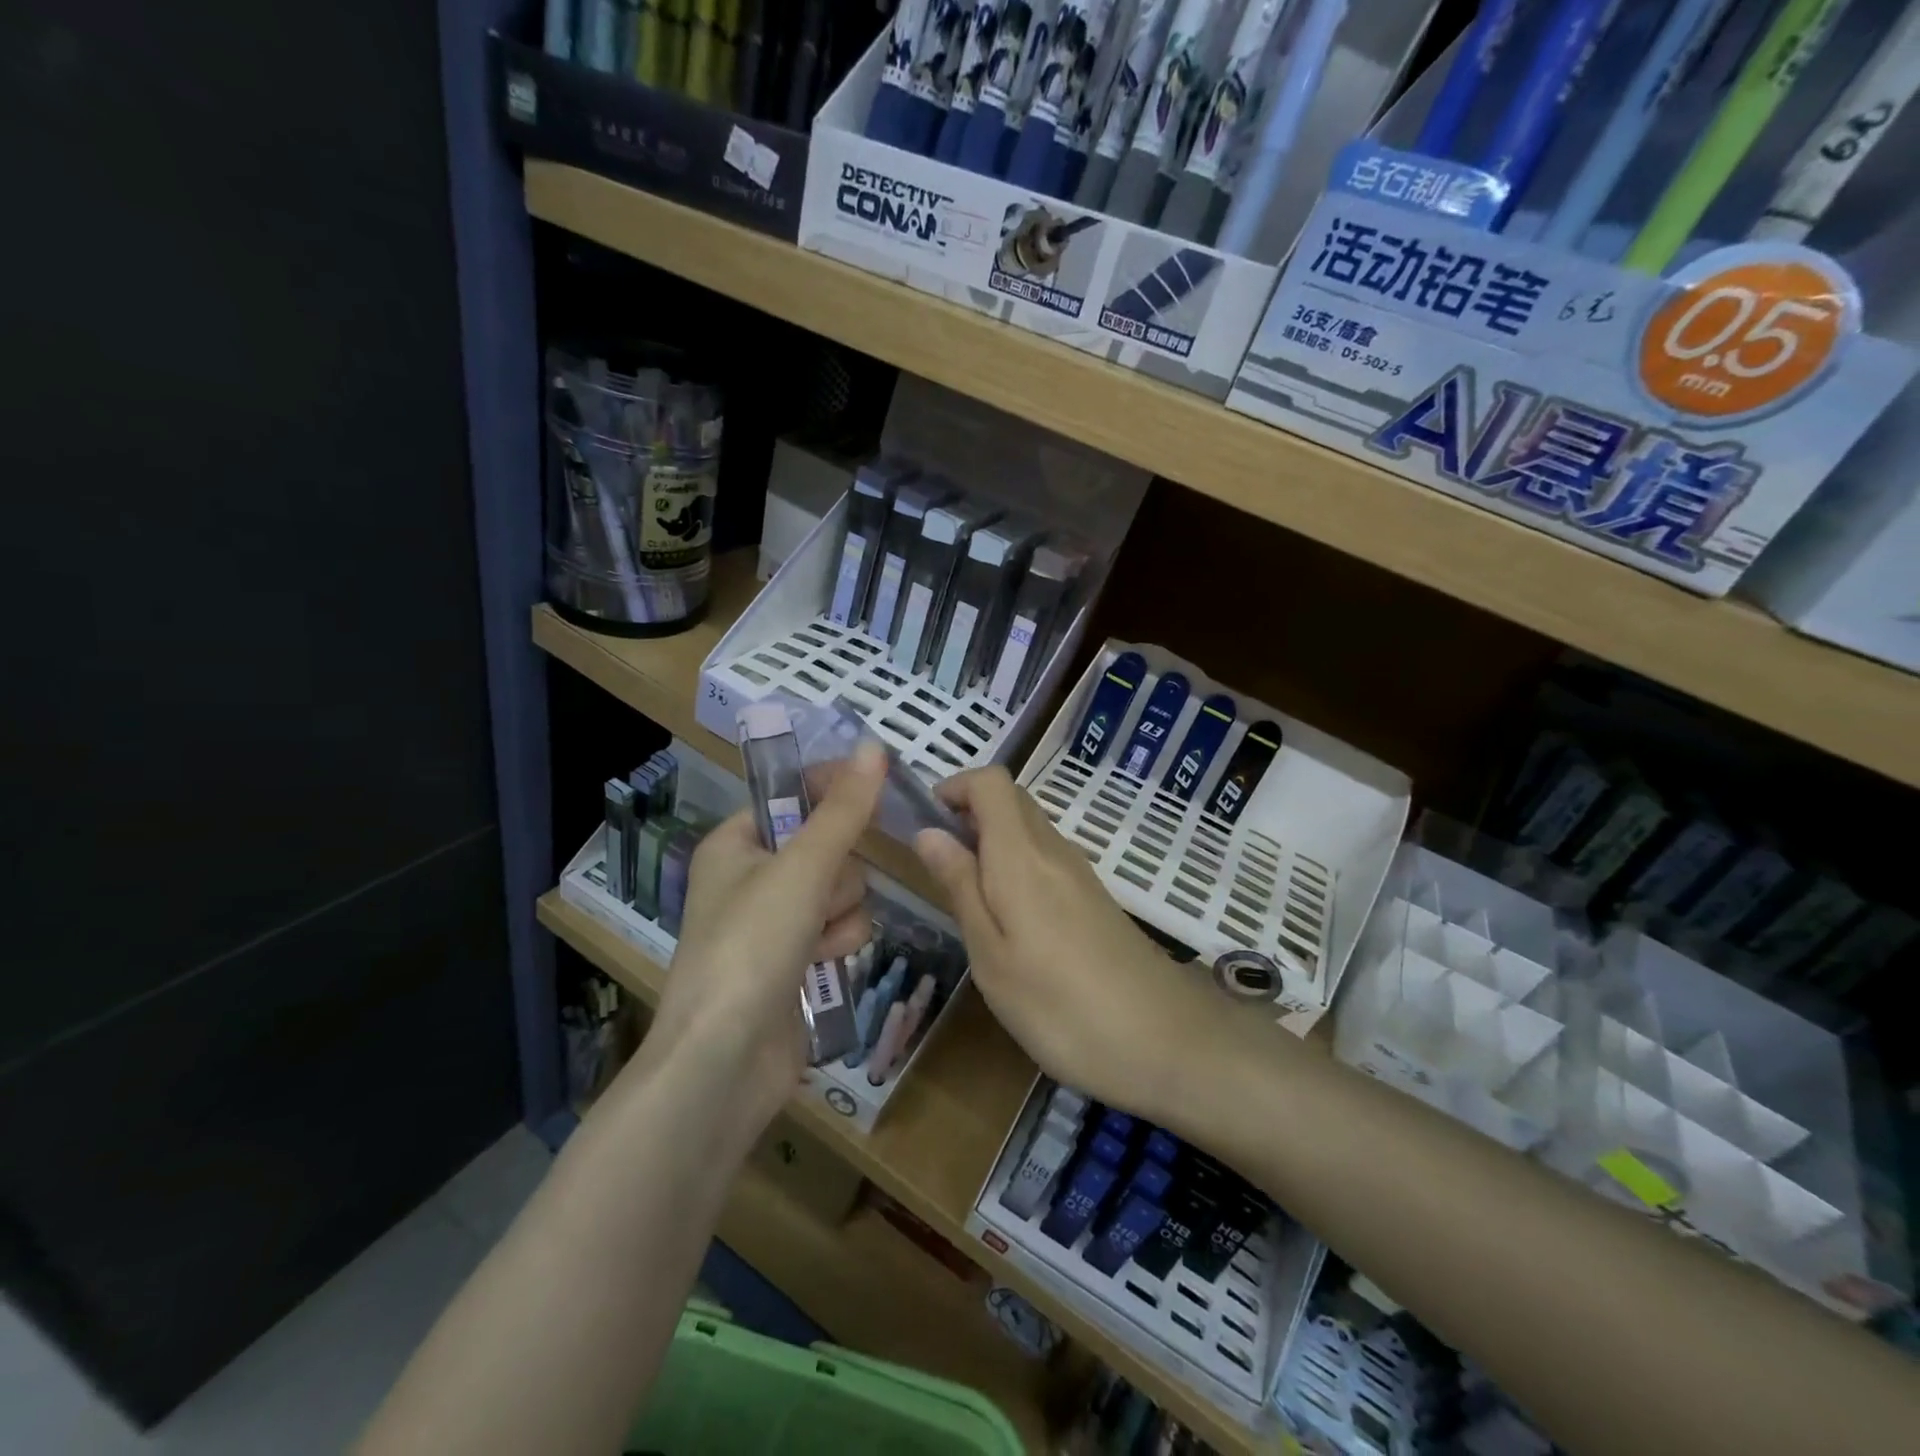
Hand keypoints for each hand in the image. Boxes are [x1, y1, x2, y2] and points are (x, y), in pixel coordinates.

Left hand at [646, 741, 887, 1132]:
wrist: (725, 1061)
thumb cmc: (751, 947)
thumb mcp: (801, 869)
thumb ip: (844, 810)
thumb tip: (873, 747)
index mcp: (736, 843)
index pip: (795, 796)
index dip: (832, 791)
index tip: (874, 789)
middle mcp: (753, 876)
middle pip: (829, 845)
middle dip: (837, 873)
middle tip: (818, 895)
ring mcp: (776, 921)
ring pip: (843, 889)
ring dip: (841, 912)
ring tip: (816, 940)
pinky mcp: (797, 960)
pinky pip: (841, 927)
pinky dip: (839, 942)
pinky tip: (823, 964)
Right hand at [912, 767, 1235, 1123]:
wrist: (1166, 1042)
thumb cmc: (1060, 1006)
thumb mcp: (991, 955)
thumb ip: (959, 886)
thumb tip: (928, 832)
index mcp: (1022, 855)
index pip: (992, 781)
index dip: (955, 786)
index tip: (926, 823)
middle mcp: (1054, 850)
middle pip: (1011, 799)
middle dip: (968, 812)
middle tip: (938, 862)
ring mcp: (1080, 873)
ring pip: (1029, 828)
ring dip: (991, 840)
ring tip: (965, 895)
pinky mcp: (1094, 898)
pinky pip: (1046, 858)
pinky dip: (1016, 865)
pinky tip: (1009, 919)